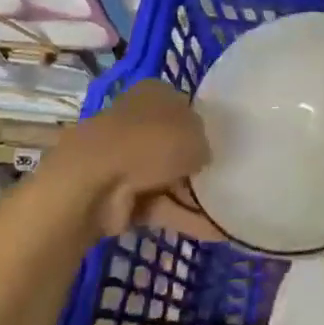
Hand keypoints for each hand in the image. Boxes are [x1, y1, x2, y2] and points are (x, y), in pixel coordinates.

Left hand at [45, 80, 217, 239]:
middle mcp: (137, 120)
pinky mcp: (118, 194)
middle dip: (197, 163)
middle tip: (226, 178)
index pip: (184, 105)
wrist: (95, 183)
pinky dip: (182, 217)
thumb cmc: (151, 142)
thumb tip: (201, 155)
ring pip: (167, 177)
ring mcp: (125, 160)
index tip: (221, 144)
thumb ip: (204, 142)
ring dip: (193, 195)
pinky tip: (214, 231)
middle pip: (174, 143)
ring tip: (227, 211)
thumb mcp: (196, 134)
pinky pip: (158, 205)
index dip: (203, 124)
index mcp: (153, 93)